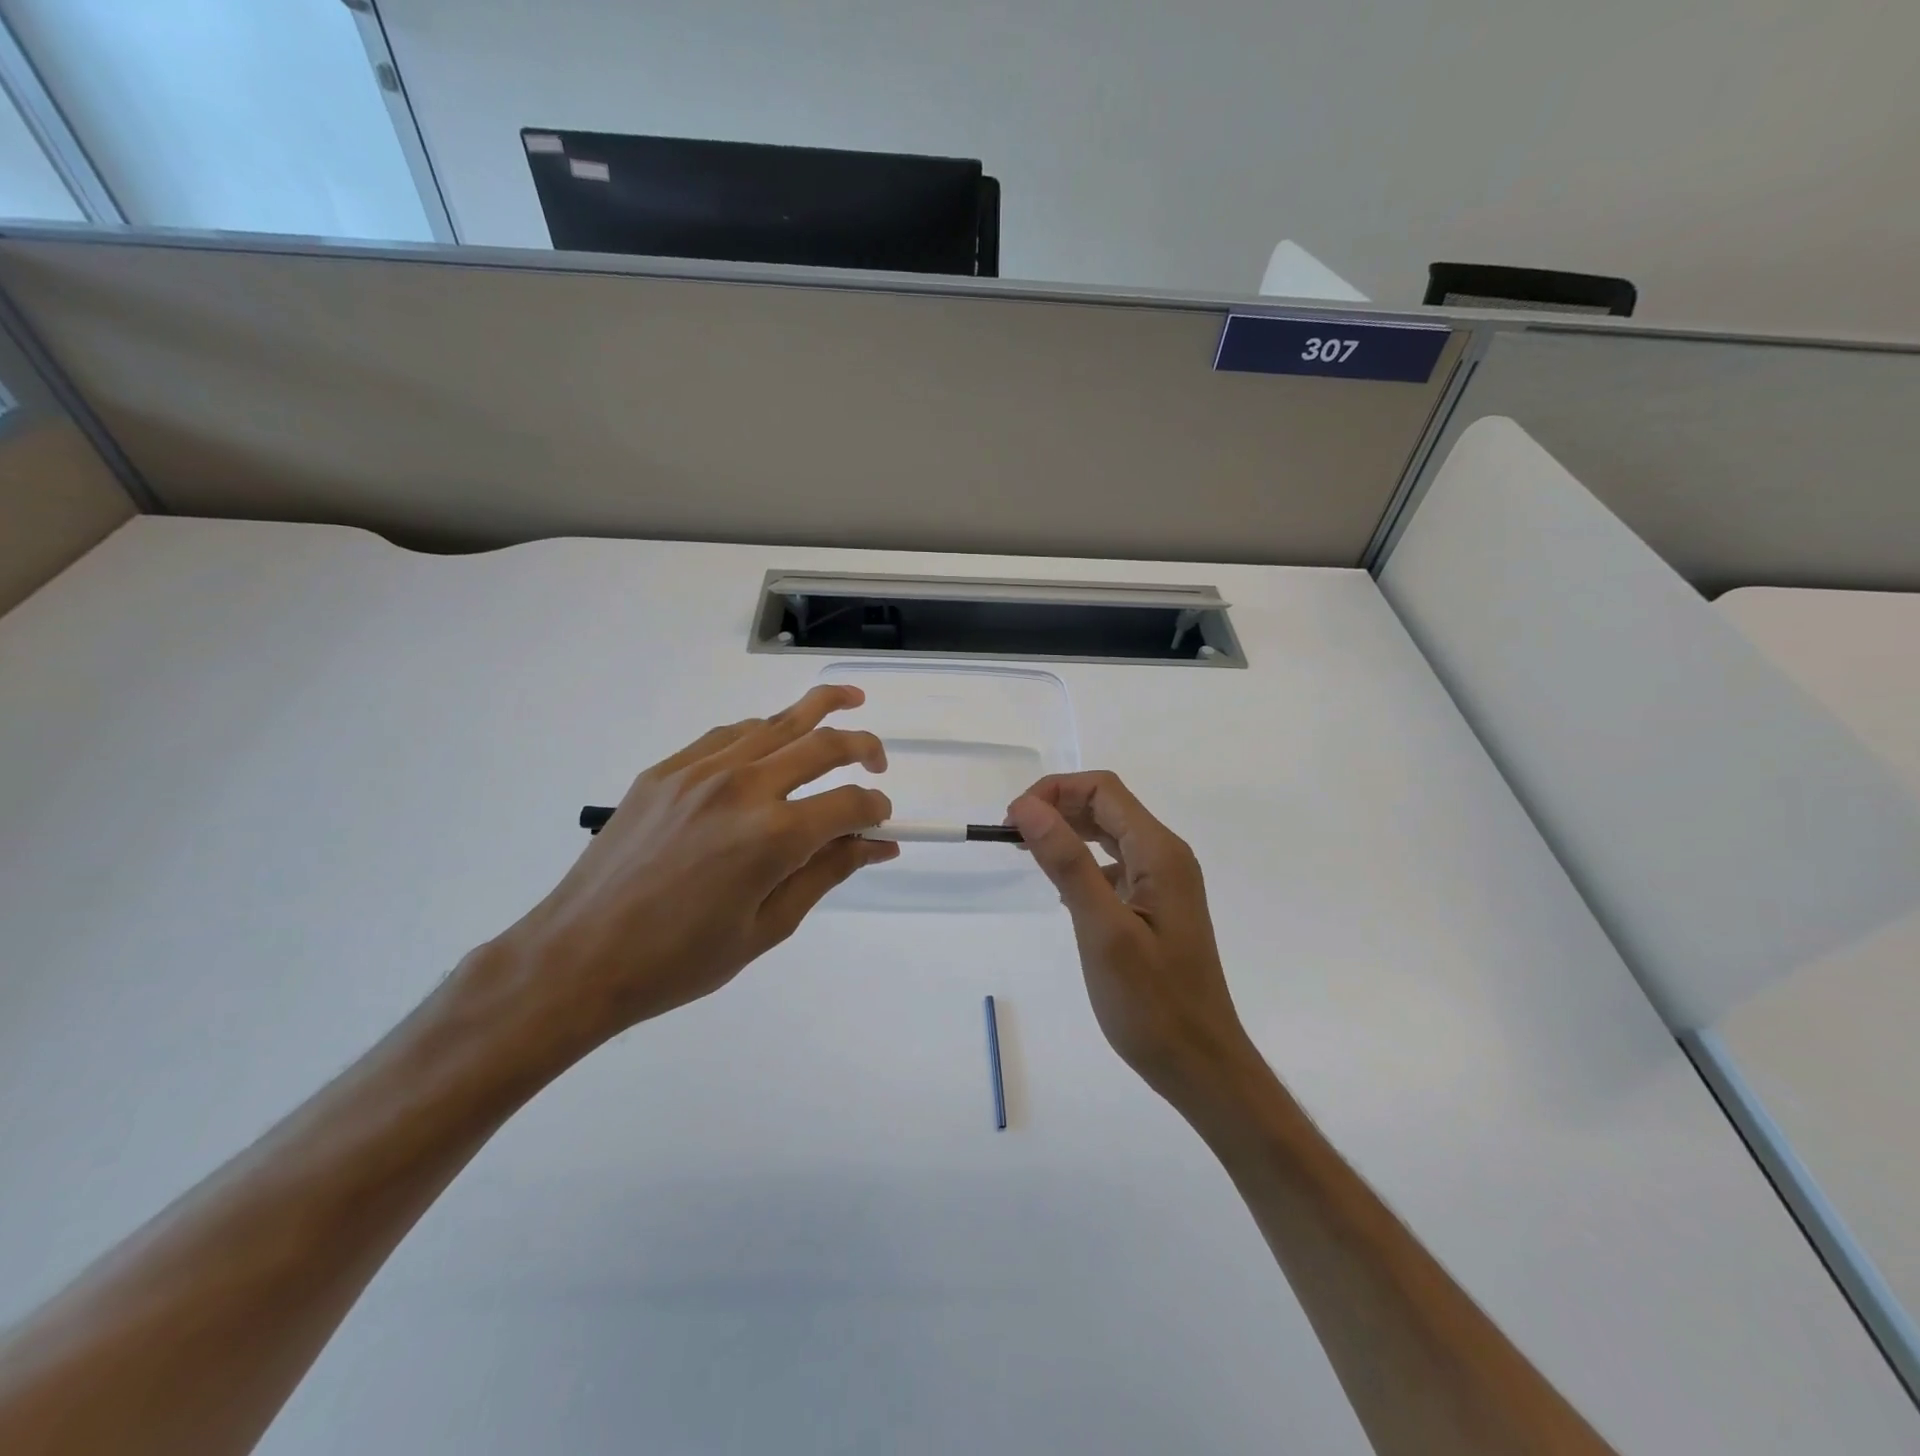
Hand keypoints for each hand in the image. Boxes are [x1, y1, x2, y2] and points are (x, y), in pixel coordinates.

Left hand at [467, 685, 895, 1062]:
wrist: (579, 957)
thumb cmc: (680, 960)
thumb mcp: (768, 927)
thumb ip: (827, 874)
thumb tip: (877, 845)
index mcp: (773, 837)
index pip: (849, 804)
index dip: (876, 810)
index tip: (882, 821)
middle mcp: (742, 788)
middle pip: (822, 744)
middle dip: (864, 746)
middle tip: (879, 759)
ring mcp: (699, 771)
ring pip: (775, 723)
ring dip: (818, 709)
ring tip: (848, 700)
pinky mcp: (665, 770)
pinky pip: (727, 735)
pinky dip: (762, 730)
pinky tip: (773, 739)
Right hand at [1006, 772, 1253, 1111]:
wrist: (1201, 1065)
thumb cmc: (1151, 1003)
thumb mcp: (1102, 929)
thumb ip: (1066, 863)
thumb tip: (1027, 807)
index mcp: (1159, 852)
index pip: (1103, 790)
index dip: (1054, 792)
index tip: (1013, 821)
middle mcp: (1166, 856)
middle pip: (1106, 806)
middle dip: (1057, 808)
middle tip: (1012, 837)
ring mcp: (1164, 882)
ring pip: (1109, 834)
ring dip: (1067, 833)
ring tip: (1026, 852)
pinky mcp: (1156, 906)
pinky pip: (1115, 865)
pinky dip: (1082, 862)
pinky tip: (1060, 888)